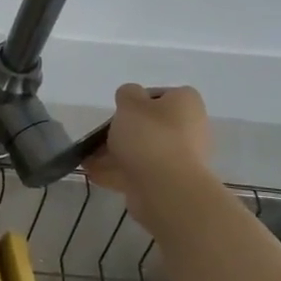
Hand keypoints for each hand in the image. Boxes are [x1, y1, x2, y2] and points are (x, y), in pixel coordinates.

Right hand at [84, 84, 214, 225]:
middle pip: (151, 125)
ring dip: (118, 153)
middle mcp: (191, 128)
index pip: (161, 95)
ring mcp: (183, 158)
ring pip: (144, 150)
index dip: (137, 101)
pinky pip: (142, 171)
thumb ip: (127, 93)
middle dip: (124, 131)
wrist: (166, 188)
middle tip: (102, 136)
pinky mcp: (172, 182)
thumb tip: (131, 100)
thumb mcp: (130, 102)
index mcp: (186, 104)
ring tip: (90, 159)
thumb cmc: (149, 136)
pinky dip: (121, 172)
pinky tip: (97, 175)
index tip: (120, 111)